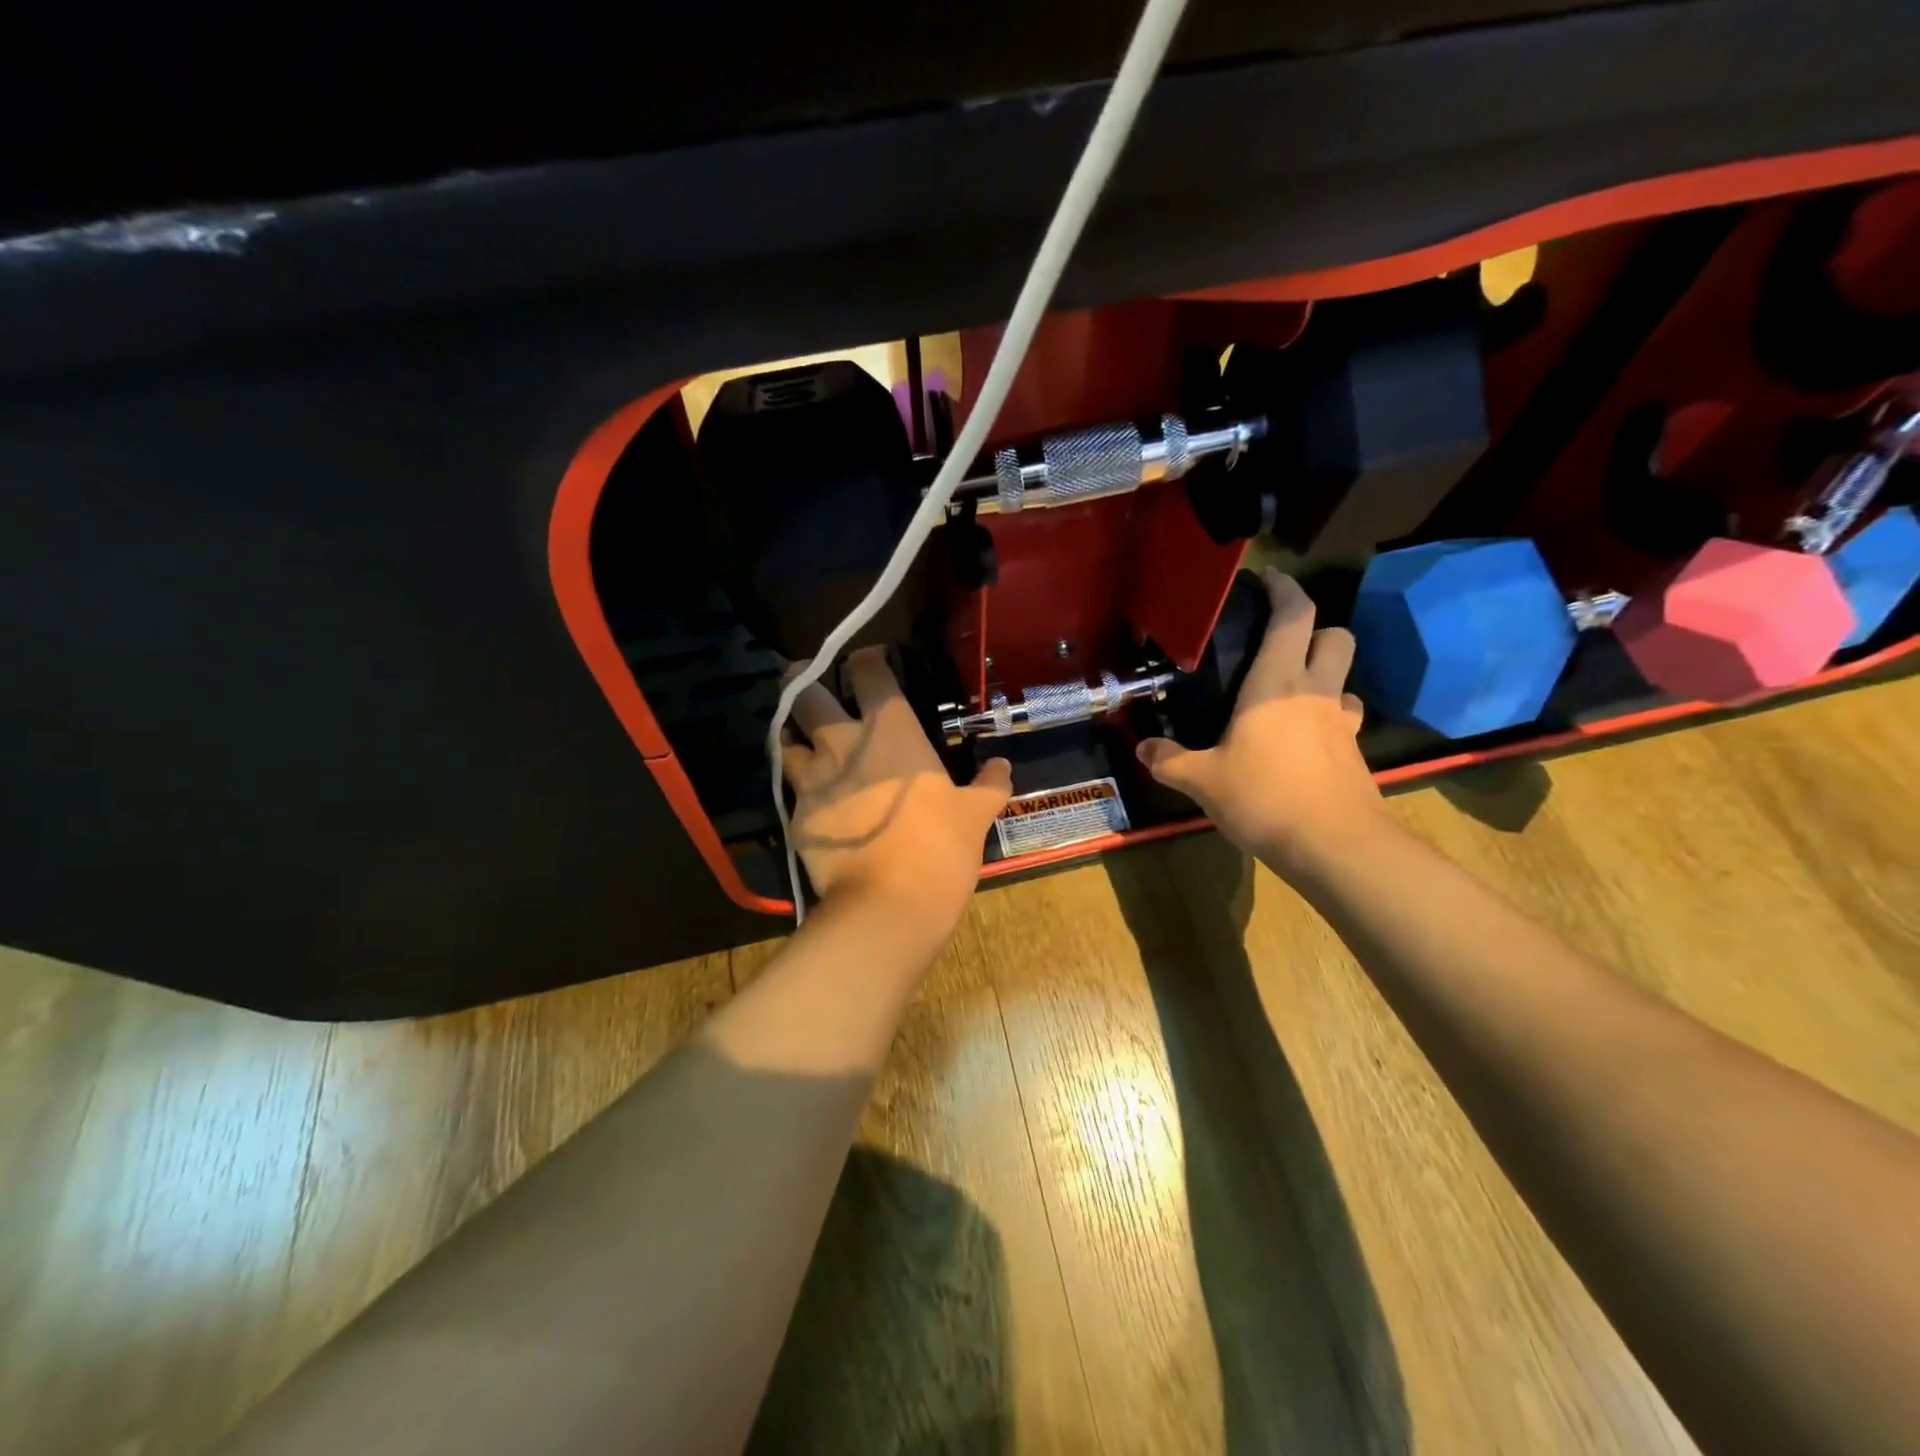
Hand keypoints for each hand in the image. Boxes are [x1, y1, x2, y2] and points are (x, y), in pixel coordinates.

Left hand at [782, 646, 1012, 928]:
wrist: (888, 904)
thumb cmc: (940, 848)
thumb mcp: (975, 814)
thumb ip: (989, 784)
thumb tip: (1002, 766)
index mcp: (891, 731)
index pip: (868, 671)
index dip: (866, 659)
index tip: (869, 662)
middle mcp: (843, 743)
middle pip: (806, 692)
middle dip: (803, 682)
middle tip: (810, 685)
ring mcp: (813, 778)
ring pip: (784, 737)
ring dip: (792, 734)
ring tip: (802, 741)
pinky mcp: (796, 814)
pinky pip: (788, 787)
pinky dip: (796, 784)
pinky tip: (810, 795)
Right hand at [1134, 568, 1388, 877]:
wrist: (1335, 846)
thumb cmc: (1265, 798)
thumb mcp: (1204, 780)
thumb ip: (1170, 760)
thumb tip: (1143, 749)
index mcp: (1276, 682)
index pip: (1293, 615)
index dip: (1283, 588)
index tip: (1266, 578)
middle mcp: (1315, 691)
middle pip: (1335, 635)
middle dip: (1314, 628)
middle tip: (1279, 643)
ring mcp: (1341, 721)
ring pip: (1344, 676)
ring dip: (1323, 673)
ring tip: (1289, 694)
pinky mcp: (1355, 752)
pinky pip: (1343, 717)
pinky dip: (1326, 716)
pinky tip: (1303, 738)